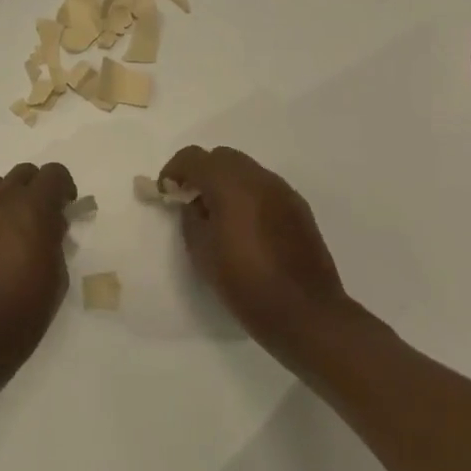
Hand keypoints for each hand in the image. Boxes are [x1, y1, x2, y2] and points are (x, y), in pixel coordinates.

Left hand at [0, 162, 75, 392]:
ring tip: (15, 231)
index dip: (65, 186)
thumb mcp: (57, 276)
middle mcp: (0, 202)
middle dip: (38, 188)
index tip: (67, 208)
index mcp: (32, 209)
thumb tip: (51, 224)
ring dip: (11, 199)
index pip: (53, 173)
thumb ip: (55, 240)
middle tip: (43, 217)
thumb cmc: (23, 311)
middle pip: (23, 173)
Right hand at [160, 146, 363, 364]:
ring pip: (246, 170)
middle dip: (202, 172)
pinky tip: (245, 226)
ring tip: (218, 215)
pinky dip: (248, 195)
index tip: (166, 192)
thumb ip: (191, 217)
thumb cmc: (245, 283)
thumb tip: (194, 203)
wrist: (305, 313)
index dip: (173, 170)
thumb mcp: (202, 252)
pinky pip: (265, 187)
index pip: (193, 157)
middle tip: (190, 200)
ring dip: (226, 182)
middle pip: (222, 157)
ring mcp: (283, 191)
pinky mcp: (298, 208)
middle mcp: (259, 178)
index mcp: (230, 184)